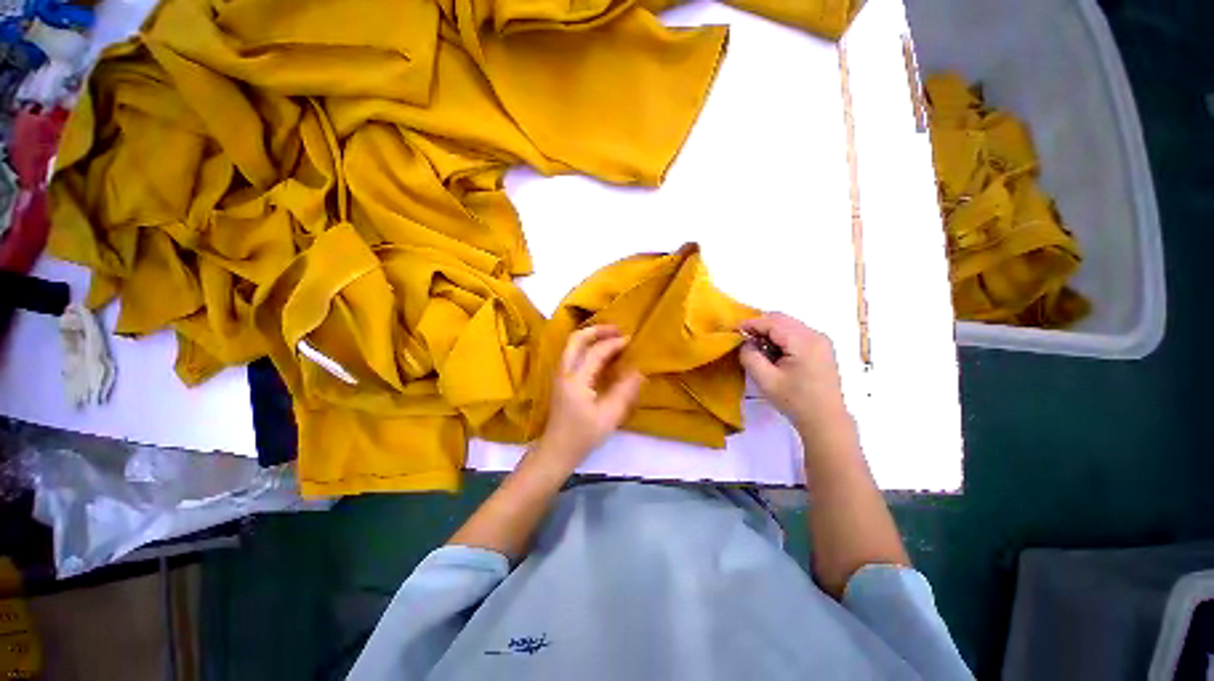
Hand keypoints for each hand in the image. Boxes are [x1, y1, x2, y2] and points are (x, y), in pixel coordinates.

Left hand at [532, 325, 643, 474]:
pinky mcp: (561, 380)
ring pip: (571, 345)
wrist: (556, 451)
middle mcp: (564, 372)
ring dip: (590, 336)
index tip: (630, 339)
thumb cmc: (582, 436)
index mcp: (575, 380)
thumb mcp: (608, 417)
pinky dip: (586, 346)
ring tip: (610, 336)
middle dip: (596, 330)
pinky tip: (600, 353)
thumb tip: (638, 372)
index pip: (595, 352)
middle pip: (575, 339)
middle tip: (616, 329)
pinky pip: (572, 354)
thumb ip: (624, 392)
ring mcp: (560, 375)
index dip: (613, 344)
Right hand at [739, 313, 847, 434]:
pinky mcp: (821, 348)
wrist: (825, 420)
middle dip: (760, 325)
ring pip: (789, 325)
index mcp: (804, 342)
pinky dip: (780, 337)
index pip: (772, 323)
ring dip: (770, 331)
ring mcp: (821, 341)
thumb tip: (745, 342)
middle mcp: (815, 335)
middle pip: (782, 319)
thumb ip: (750, 357)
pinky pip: (796, 333)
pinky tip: (772, 352)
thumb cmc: (795, 401)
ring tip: (756, 346)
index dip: (751, 323)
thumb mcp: (766, 380)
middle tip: (743, 338)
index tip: (733, 329)